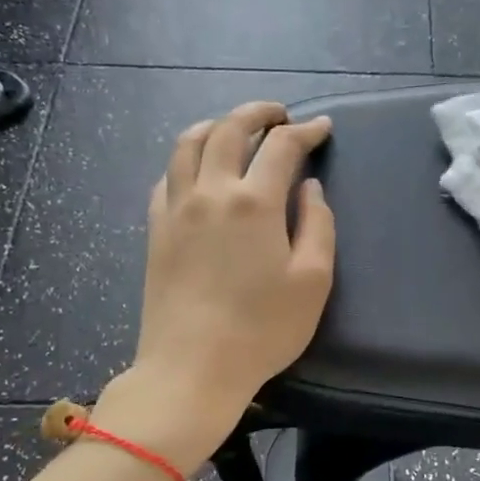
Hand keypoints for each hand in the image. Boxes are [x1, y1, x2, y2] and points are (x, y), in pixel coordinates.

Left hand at [119, 101, 335, 445]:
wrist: (193, 367)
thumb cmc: (263, 329)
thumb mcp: (313, 281)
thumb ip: (317, 225)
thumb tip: (309, 188)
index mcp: (254, 202)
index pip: (281, 147)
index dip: (305, 131)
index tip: (322, 127)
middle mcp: (210, 192)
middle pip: (228, 130)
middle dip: (257, 113)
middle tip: (279, 115)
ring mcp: (176, 209)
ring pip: (188, 144)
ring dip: (216, 126)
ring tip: (234, 129)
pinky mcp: (156, 230)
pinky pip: (167, 176)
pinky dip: (186, 159)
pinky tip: (197, 170)